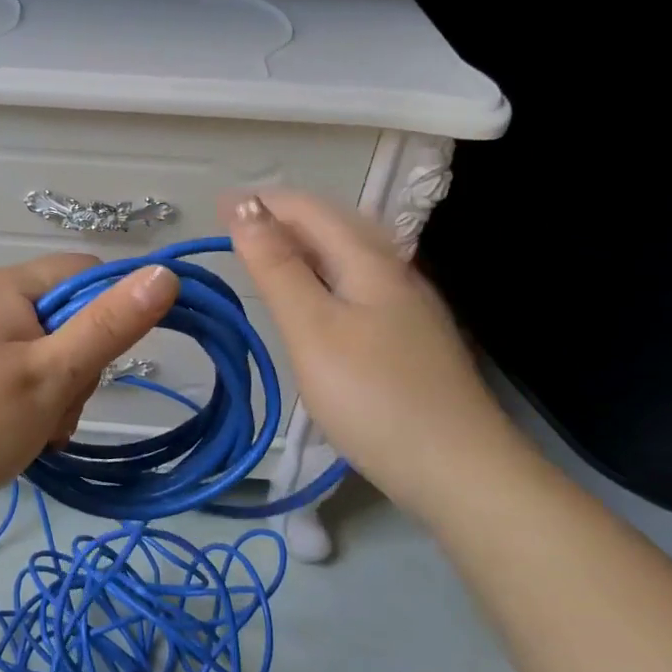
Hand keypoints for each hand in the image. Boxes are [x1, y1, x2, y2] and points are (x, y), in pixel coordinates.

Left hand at [0, 255, 179, 532]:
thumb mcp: (50, 376)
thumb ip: (109, 326)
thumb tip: (165, 272)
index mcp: (5, 288)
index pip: (85, 273)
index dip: (112, 312)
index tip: (108, 365)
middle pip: (63, 319)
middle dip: (75, 371)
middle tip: (56, 415)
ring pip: (39, 356)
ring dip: (51, 397)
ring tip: (33, 437)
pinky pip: (8, 377)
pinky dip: (22, 407)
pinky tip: (12, 442)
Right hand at [226, 191, 525, 517]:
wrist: (456, 469)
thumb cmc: (372, 395)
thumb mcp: (312, 328)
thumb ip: (277, 267)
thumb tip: (246, 208)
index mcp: (370, 261)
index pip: (310, 210)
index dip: (262, 202)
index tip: (215, 208)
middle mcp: (394, 272)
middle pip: (334, 227)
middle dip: (281, 218)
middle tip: (232, 229)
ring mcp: (407, 307)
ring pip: (347, 258)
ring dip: (301, 247)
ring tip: (262, 257)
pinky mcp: (408, 340)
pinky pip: (356, 286)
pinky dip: (320, 277)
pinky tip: (312, 301)